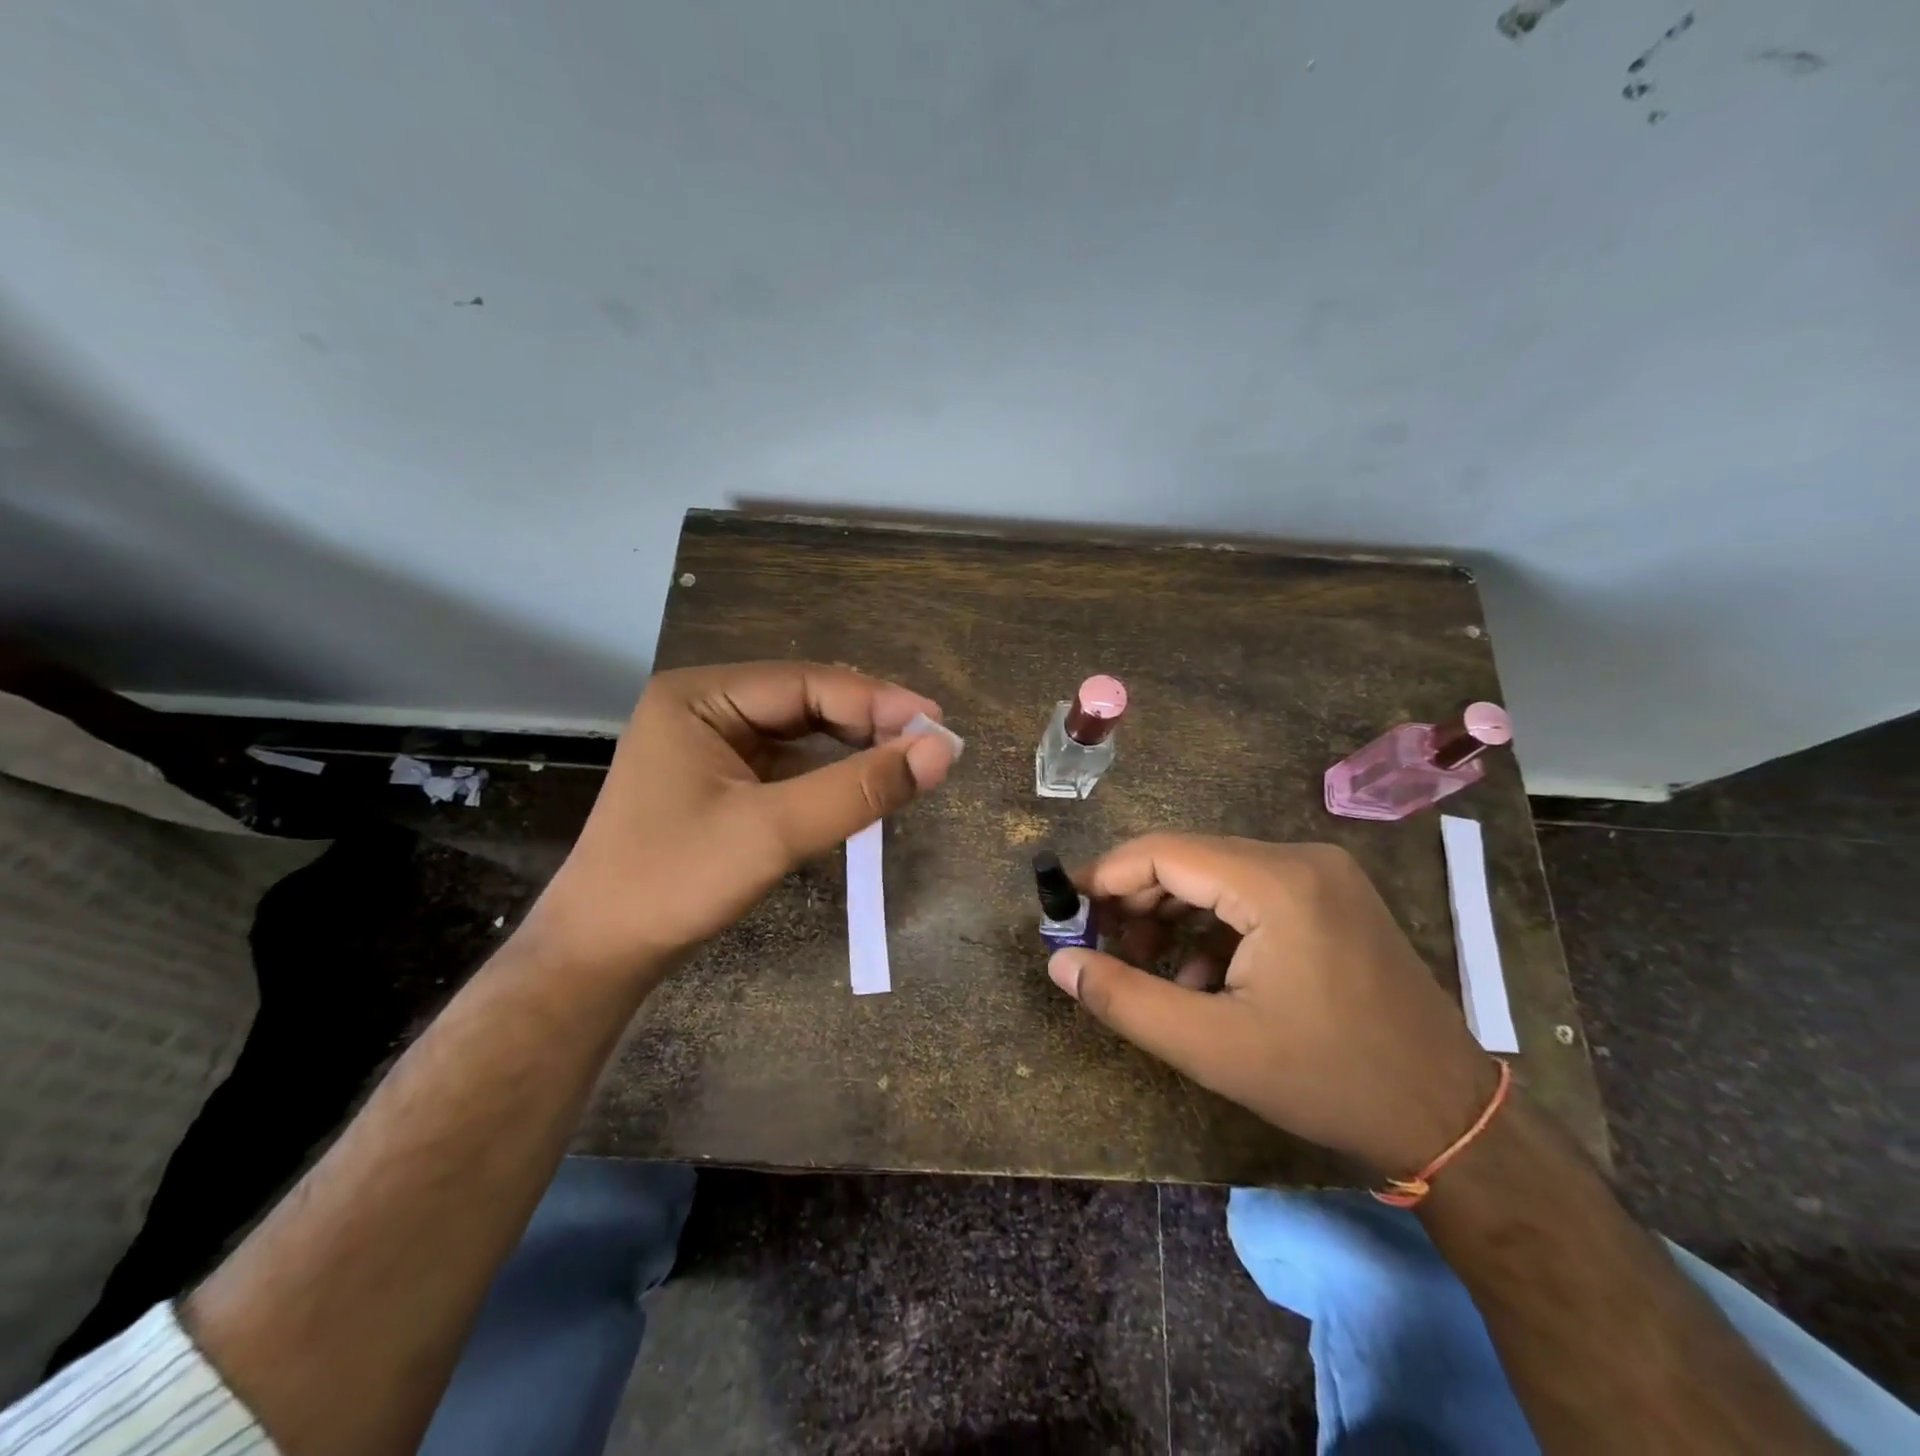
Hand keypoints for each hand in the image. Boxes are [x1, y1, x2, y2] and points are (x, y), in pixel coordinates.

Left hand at [528, 662, 957, 983]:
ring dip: (854, 747)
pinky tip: (864, 785)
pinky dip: (829, 774)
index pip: (806, 682)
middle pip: (805, 701)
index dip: (878, 701)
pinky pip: (788, 764)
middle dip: (869, 722)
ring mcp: (711, 744)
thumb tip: (941, 751)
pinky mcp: (721, 780)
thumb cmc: (674, 883)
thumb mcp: (773, 831)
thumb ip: (858, 789)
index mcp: (700, 696)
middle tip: (931, 746)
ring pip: (801, 732)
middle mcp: (705, 707)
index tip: (939, 724)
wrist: (600, 954)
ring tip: (909, 763)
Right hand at [1047, 834, 1496, 1174]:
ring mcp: (1322, 875)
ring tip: (1144, 966)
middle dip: (1136, 899)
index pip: (1164, 852)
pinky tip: (1201, 979)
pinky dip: (1212, 926)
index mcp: (1276, 882)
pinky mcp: (1331, 897)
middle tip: (1100, 946)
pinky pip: (1249, 894)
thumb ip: (1125, 999)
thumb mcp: (1212, 1047)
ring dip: (1171, 915)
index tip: (1064, 909)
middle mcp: (1300, 859)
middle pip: (1189, 859)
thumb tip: (1059, 963)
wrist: (1450, 1118)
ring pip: (1217, 876)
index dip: (1106, 876)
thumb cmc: (1328, 1080)